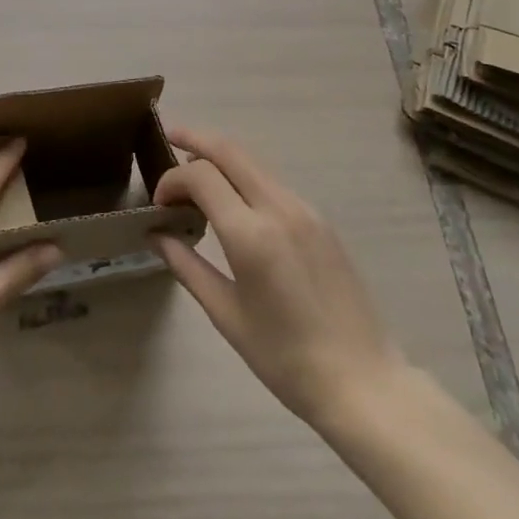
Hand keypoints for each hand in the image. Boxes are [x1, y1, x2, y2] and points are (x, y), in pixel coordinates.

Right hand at [153, 127, 403, 432]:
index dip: (172, 179)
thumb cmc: (285, 358)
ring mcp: (304, 210)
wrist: (363, 382)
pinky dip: (245, 177)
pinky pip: (273, 183)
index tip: (159, 204)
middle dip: (196, 138)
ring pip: (254, 162)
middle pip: (230, 150)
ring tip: (196, 174)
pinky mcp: (320, 220)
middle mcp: (278, 208)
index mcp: (250, 235)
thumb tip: (156, 234)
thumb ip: (186, 266)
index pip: (200, 175)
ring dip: (221, 157)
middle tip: (169, 136)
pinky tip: (234, 201)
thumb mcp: (226, 315)